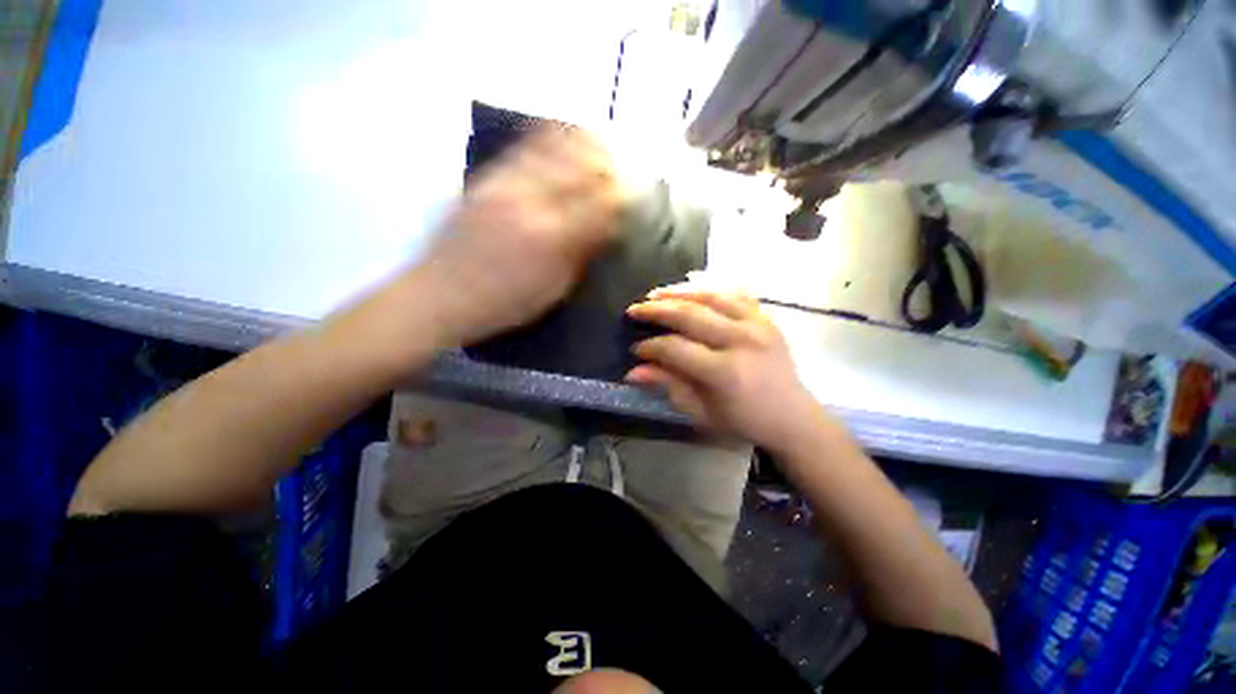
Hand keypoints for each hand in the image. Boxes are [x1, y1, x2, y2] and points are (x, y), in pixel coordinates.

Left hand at [421, 127, 621, 344]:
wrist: (440, 294)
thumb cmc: (503, 303)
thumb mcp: (552, 290)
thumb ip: (580, 256)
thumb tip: (605, 230)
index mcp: (552, 237)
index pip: (598, 204)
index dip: (620, 195)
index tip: (633, 193)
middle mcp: (531, 201)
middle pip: (578, 168)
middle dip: (605, 163)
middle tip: (620, 164)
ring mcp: (504, 186)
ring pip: (551, 148)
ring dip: (579, 141)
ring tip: (597, 137)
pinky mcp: (484, 181)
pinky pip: (521, 148)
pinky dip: (545, 136)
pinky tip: (556, 130)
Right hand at [625, 288, 824, 448]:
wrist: (792, 417)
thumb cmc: (743, 421)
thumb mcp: (700, 412)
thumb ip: (668, 385)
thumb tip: (633, 371)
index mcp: (724, 372)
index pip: (675, 348)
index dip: (650, 346)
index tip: (635, 348)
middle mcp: (741, 341)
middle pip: (690, 315)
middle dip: (656, 310)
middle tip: (634, 310)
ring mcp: (757, 324)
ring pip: (711, 296)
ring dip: (679, 292)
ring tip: (656, 293)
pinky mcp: (766, 318)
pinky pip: (735, 292)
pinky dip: (710, 286)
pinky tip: (692, 284)